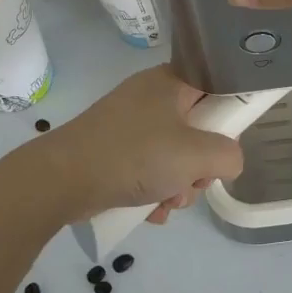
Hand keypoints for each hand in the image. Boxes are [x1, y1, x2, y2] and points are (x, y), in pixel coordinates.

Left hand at [27, 66, 244, 226]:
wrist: (61, 180)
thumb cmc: (134, 156)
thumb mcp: (195, 155)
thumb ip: (228, 155)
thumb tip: (230, 161)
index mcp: (171, 82)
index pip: (215, 86)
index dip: (228, 116)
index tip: (227, 144)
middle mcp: (151, 96)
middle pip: (198, 127)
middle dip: (200, 165)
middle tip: (193, 182)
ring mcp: (130, 124)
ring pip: (175, 153)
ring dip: (179, 184)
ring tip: (166, 202)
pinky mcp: (114, 149)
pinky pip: (150, 167)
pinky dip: (155, 190)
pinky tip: (150, 211)